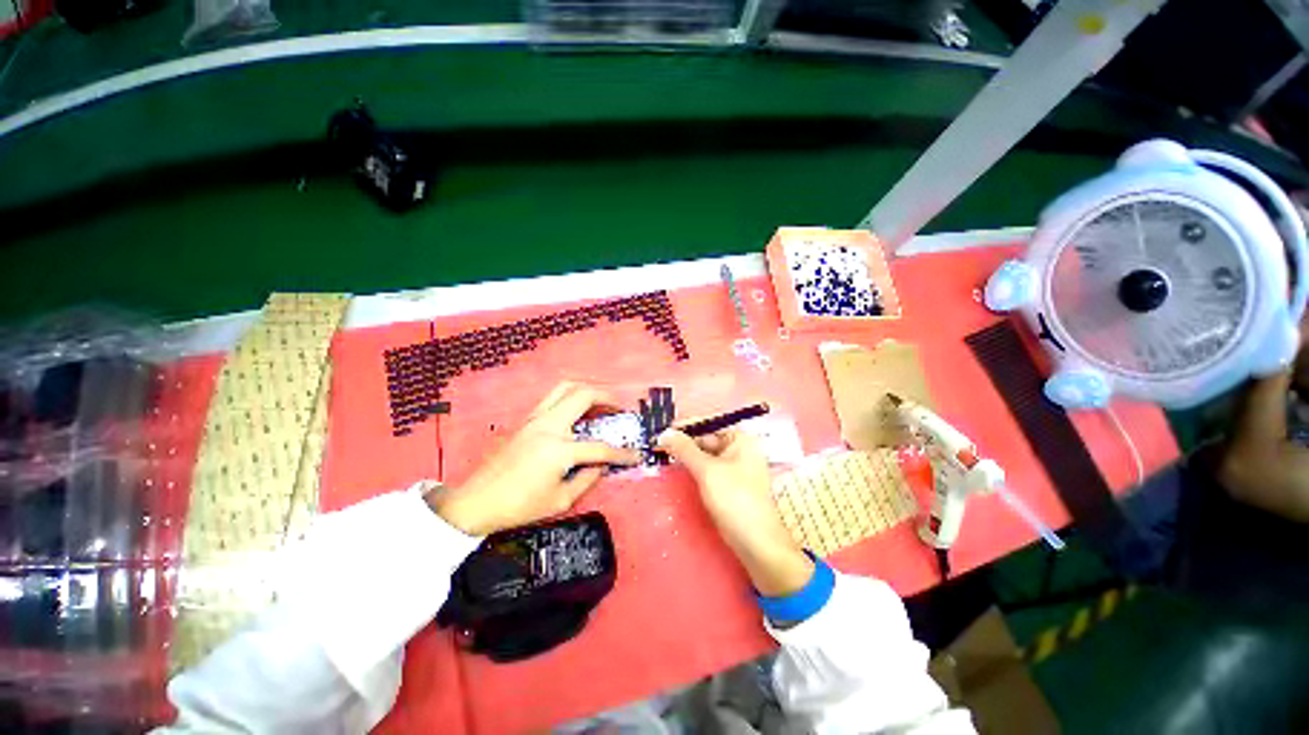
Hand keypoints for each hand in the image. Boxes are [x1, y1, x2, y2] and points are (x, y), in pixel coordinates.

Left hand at [429, 382, 639, 535]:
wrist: (478, 502)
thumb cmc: (520, 506)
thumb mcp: (561, 500)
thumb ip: (588, 478)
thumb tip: (603, 464)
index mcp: (558, 449)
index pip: (600, 448)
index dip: (623, 454)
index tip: (636, 455)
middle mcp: (549, 425)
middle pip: (584, 395)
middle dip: (609, 398)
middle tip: (621, 409)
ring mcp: (536, 418)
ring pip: (567, 388)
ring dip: (589, 391)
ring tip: (602, 403)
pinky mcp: (527, 419)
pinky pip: (554, 397)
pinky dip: (572, 396)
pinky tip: (579, 410)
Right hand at [657, 429, 813, 595]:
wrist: (756, 542)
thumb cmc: (734, 499)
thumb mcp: (706, 470)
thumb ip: (684, 449)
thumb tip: (664, 432)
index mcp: (741, 439)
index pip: (709, 424)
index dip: (685, 427)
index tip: (661, 430)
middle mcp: (741, 449)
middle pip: (707, 439)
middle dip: (684, 442)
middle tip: (658, 445)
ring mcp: (737, 467)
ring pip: (706, 455)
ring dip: (687, 456)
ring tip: (663, 455)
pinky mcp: (731, 484)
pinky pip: (709, 469)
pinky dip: (694, 468)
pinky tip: (679, 469)